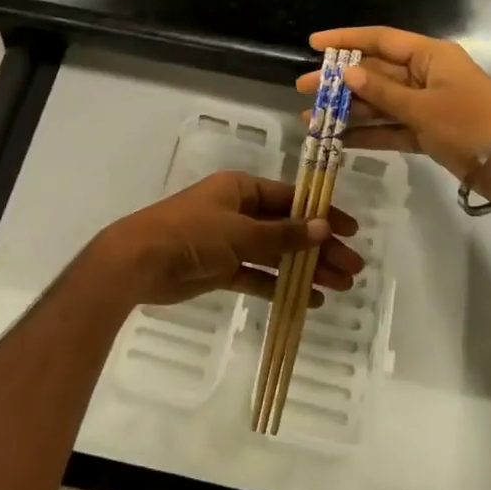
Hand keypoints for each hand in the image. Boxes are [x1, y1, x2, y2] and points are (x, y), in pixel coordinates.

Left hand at [86, 172, 361, 309]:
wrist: (138, 262)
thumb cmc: (191, 234)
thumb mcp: (240, 231)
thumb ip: (283, 234)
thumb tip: (324, 227)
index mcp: (241, 189)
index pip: (291, 199)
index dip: (322, 215)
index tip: (351, 231)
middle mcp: (238, 211)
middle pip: (287, 228)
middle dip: (319, 247)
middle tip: (352, 269)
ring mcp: (228, 241)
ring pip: (275, 254)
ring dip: (305, 269)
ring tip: (339, 287)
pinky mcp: (220, 269)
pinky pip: (257, 276)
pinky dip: (279, 286)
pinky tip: (307, 300)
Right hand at [296, 27, 490, 197]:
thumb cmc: (470, 124)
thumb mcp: (423, 106)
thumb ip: (382, 91)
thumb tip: (347, 73)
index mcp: (430, 56)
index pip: (380, 40)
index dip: (345, 39)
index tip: (312, 44)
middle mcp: (426, 75)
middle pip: (375, 73)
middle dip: (338, 82)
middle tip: (302, 88)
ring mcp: (426, 105)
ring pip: (379, 103)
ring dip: (348, 111)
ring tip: (311, 119)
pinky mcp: (428, 132)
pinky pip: (391, 128)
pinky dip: (367, 134)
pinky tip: (338, 140)